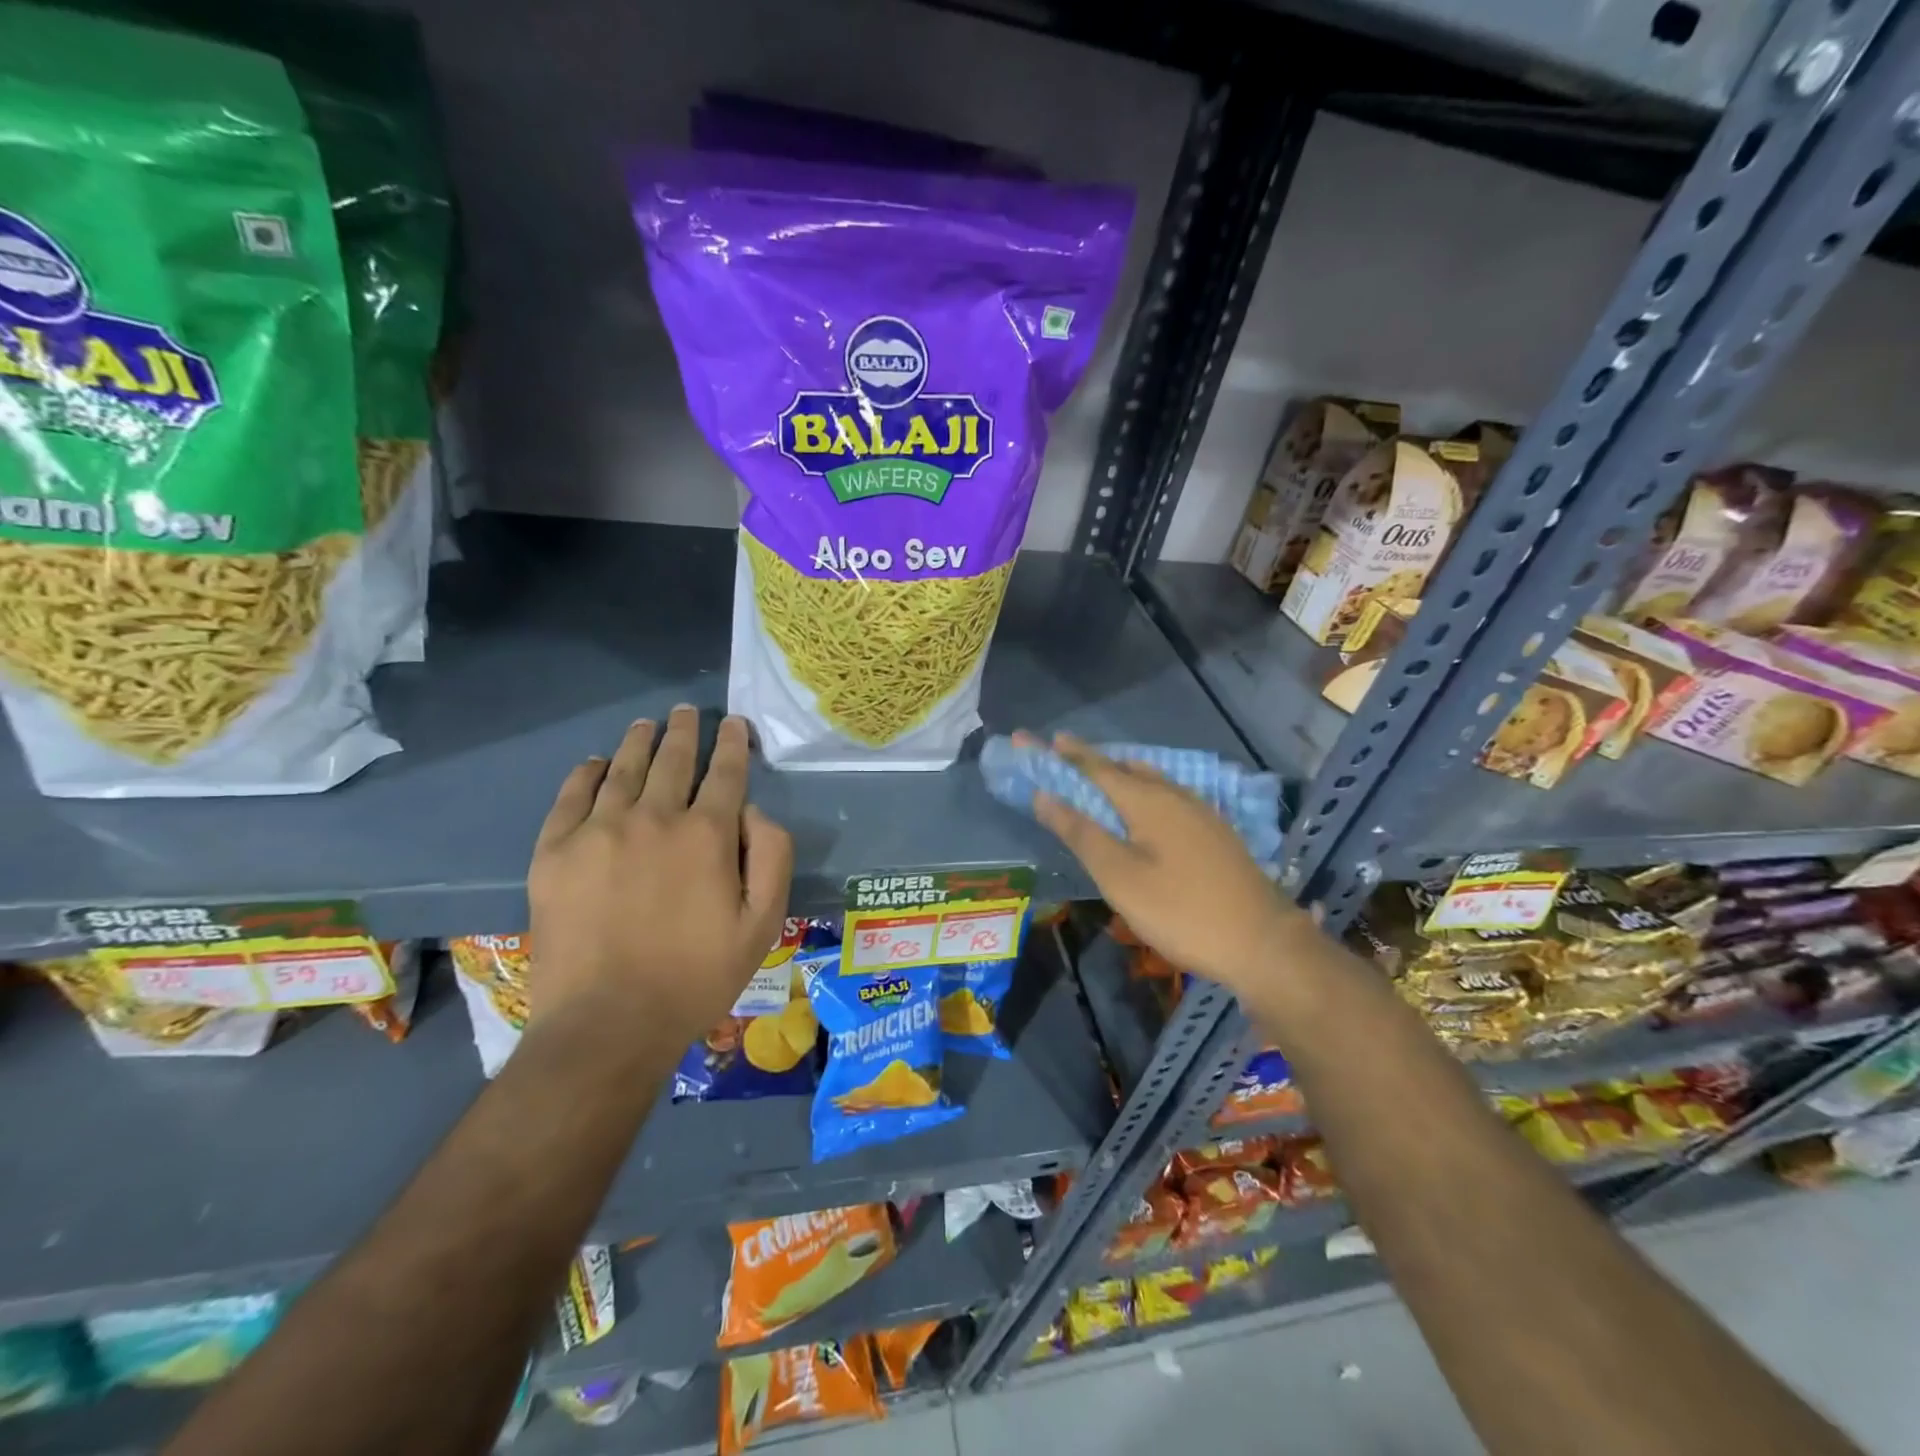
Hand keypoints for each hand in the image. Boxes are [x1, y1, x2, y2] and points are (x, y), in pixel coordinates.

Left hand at [526, 707, 793, 1045]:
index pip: (725, 772)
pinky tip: (594, 764)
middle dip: (685, 731)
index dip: (732, 743)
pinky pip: (571, 796)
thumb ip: (771, 856)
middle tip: (687, 713)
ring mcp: (598, 831)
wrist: (608, 1024)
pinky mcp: (554, 853)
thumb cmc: (697, 976)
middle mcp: (653, 818)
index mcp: (707, 834)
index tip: (734, 723)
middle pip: (672, 760)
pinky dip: (585, 773)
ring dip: (639, 741)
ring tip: (647, 725)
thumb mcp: (763, 923)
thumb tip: (753, 810)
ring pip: (623, 769)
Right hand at [1023, 732, 1309, 995]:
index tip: (1035, 739)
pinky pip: (1169, 796)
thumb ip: (1080, 832)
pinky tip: (1146, 810)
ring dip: (1120, 774)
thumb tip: (1043, 795)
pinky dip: (1144, 792)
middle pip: (1125, 768)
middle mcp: (1175, 795)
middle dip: (1091, 762)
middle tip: (1063, 759)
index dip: (1063, 754)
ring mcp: (1201, 812)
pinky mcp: (1216, 832)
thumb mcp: (1119, 876)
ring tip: (1099, 778)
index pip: (1095, 766)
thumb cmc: (1180, 910)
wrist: (1263, 942)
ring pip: (1152, 780)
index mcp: (1147, 800)